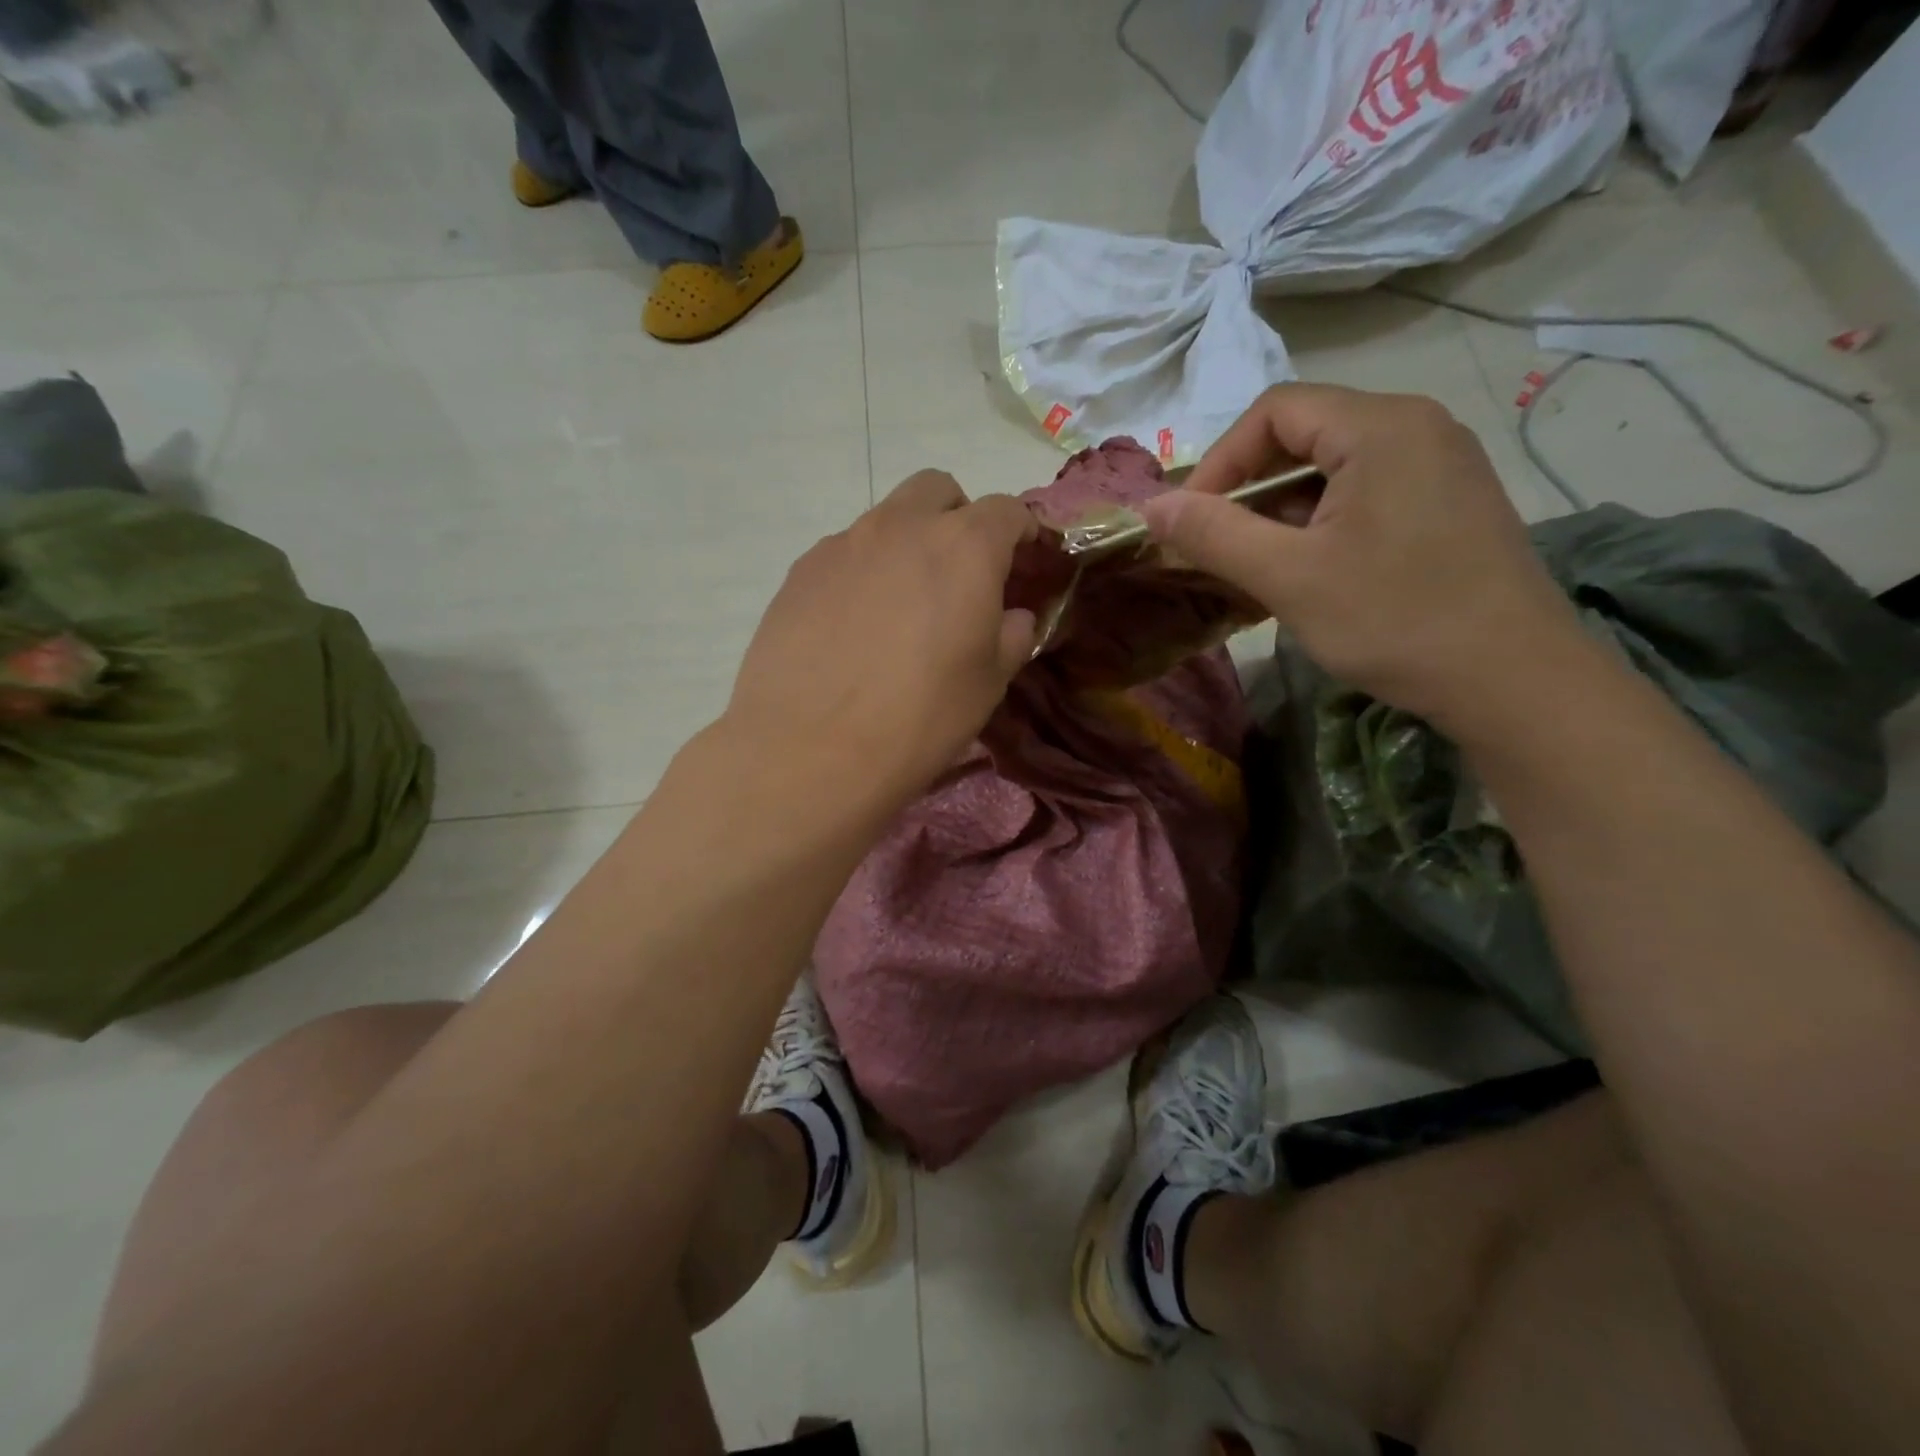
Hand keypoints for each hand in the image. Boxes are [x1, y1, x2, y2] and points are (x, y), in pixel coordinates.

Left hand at [725, 470, 1038, 804]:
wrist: (810, 750)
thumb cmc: (920, 719)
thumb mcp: (989, 683)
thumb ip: (1013, 634)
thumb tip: (1013, 615)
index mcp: (963, 547)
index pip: (1006, 510)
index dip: (1022, 531)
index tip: (1024, 560)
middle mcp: (901, 527)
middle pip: (938, 490)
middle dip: (958, 517)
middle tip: (959, 573)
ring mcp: (843, 544)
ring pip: (886, 519)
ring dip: (906, 545)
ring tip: (900, 608)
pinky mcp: (800, 571)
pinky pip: (843, 554)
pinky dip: (862, 573)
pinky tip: (853, 627)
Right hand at [1138, 384, 1580, 728]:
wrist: (1514, 681)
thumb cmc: (1394, 620)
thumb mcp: (1288, 577)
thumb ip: (1213, 535)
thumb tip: (1150, 506)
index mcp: (1381, 426)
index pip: (1274, 411)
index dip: (1219, 462)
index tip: (1192, 522)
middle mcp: (1418, 426)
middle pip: (1305, 433)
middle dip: (1249, 489)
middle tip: (1221, 548)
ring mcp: (1442, 463)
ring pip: (1334, 467)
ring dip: (1283, 511)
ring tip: (1261, 567)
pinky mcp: (1451, 501)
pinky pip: (1367, 491)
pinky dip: (1323, 522)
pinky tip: (1313, 571)